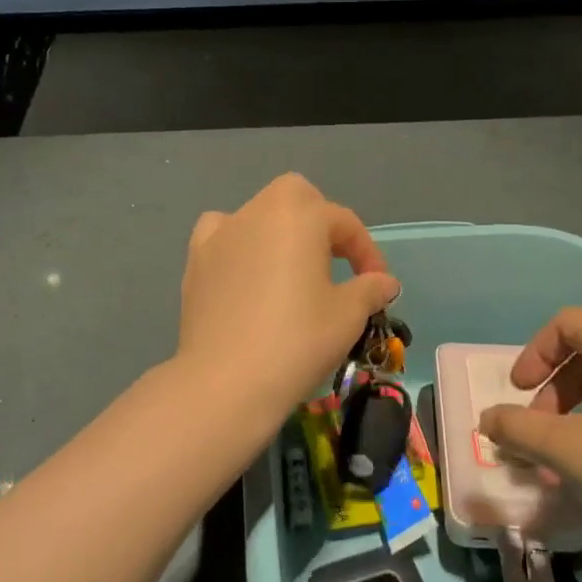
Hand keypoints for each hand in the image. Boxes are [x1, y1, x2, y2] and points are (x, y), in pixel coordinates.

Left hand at [177, 173, 399, 431]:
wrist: (226, 382)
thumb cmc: (297, 341)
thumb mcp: (348, 316)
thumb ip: (369, 289)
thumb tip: (384, 282)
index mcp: (300, 215)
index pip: (343, 222)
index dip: (367, 252)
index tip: (379, 285)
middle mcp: (258, 211)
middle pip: (297, 198)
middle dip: (321, 222)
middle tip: (336, 262)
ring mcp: (222, 233)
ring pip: (258, 213)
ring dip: (281, 231)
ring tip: (292, 268)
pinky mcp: (196, 260)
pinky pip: (223, 235)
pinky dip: (239, 244)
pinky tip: (247, 271)